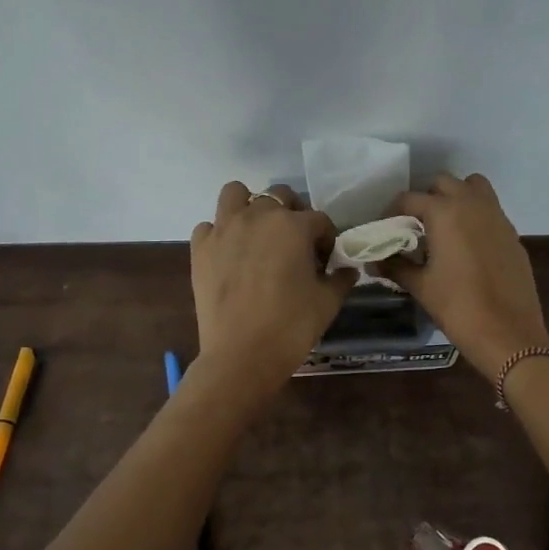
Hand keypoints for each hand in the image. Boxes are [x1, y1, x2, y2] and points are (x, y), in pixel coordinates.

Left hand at [191, 183, 356, 395]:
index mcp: (293, 226)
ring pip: (236, 194)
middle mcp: (257, 216)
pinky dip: (220, 234)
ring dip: (249, 206)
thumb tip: (348, 270)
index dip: (326, 240)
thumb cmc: (292, 326)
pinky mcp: (200, 248)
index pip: (319, 220)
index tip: (325, 262)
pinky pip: (209, 226)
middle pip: (279, 197)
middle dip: (291, 215)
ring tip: (257, 234)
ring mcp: (224, 229)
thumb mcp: (327, 303)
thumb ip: (340, 279)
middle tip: (294, 245)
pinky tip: (229, 256)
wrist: (242, 355)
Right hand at [382, 173, 548, 377]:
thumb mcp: (420, 286)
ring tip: (444, 228)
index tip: (385, 229)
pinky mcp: (512, 233)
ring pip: (473, 188)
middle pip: (443, 183)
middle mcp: (472, 204)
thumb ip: (395, 266)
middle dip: (426, 199)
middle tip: (415, 226)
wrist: (507, 332)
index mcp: (445, 212)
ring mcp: (497, 216)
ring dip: (456, 198)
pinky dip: (476, 217)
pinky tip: (467, 248)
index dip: (392, 212)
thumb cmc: (457, 306)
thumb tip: (373, 261)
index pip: (409, 199)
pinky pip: (490, 211)